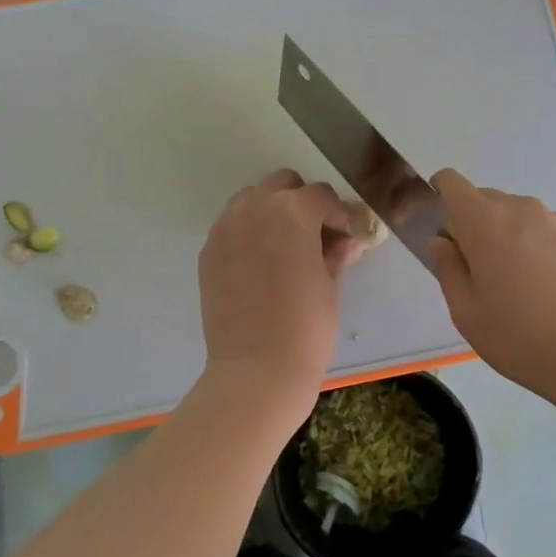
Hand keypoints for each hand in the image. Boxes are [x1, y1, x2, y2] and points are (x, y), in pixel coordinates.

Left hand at [198, 170, 359, 410]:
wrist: (256, 371)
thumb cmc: (306, 329)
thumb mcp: (330, 287)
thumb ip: (335, 254)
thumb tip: (347, 242)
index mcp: (292, 214)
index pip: (321, 196)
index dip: (338, 213)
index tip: (346, 235)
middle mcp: (254, 210)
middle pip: (282, 185)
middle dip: (303, 203)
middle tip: (316, 236)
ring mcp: (225, 230)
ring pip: (251, 199)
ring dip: (271, 211)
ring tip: (285, 246)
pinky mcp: (208, 253)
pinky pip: (231, 226)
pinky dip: (248, 232)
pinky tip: (260, 264)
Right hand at [430, 169, 555, 396]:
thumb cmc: (520, 337)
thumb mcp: (467, 313)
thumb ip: (448, 269)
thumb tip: (442, 243)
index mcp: (485, 222)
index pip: (452, 183)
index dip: (440, 195)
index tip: (441, 228)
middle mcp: (522, 210)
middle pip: (485, 200)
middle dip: (474, 225)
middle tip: (477, 272)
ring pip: (519, 217)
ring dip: (508, 238)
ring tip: (517, 286)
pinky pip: (546, 234)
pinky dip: (537, 250)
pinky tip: (548, 292)